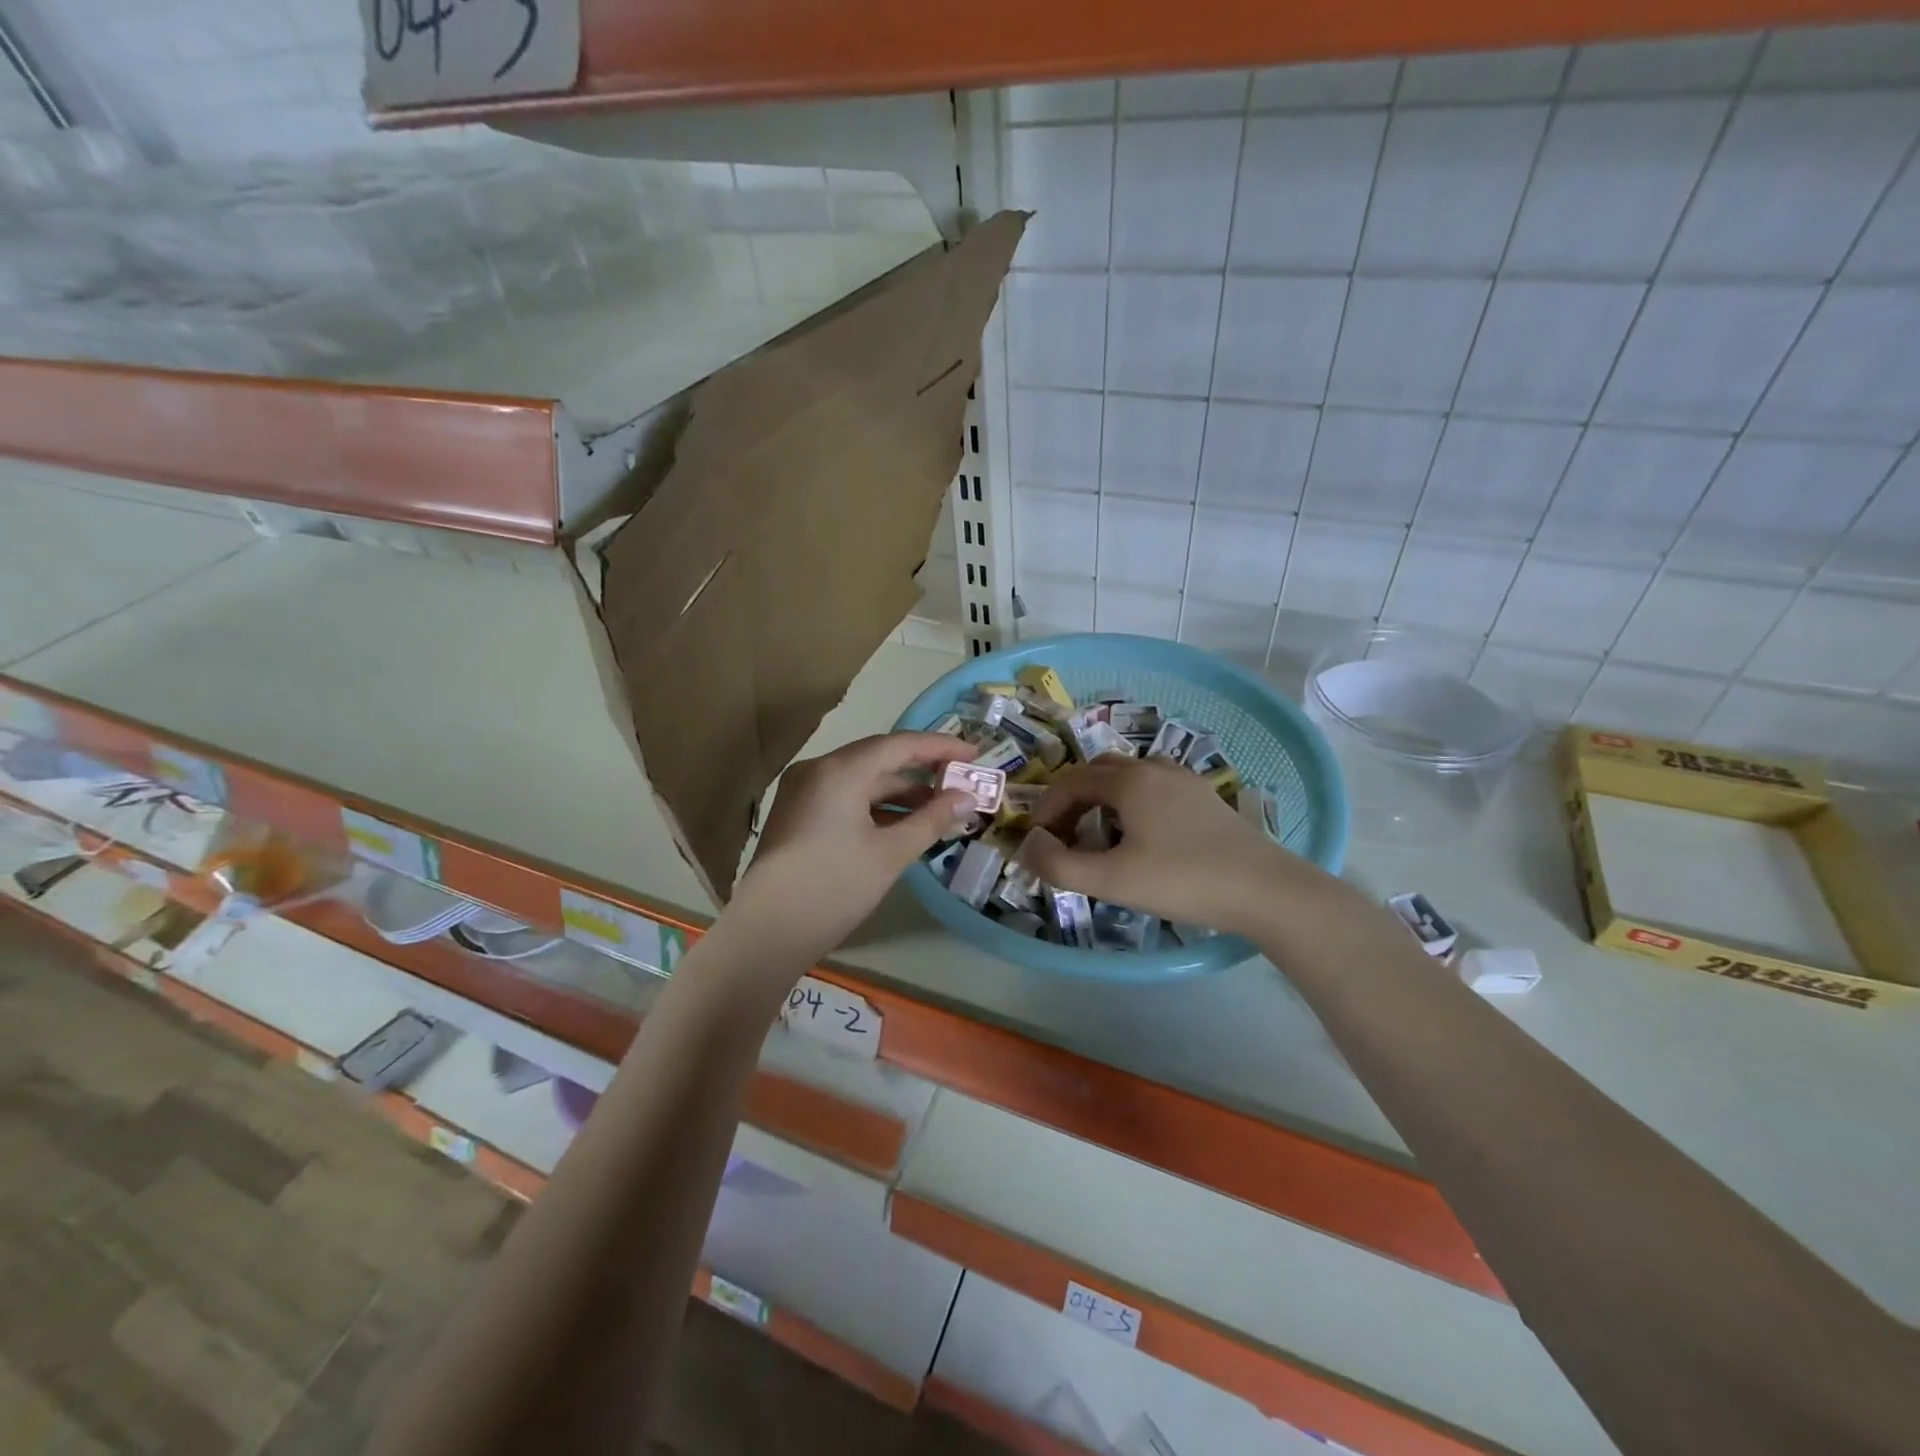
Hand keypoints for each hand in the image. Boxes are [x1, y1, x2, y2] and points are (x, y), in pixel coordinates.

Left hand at [729, 732, 975, 965]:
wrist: (767, 933)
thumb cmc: (834, 887)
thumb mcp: (890, 853)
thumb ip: (932, 820)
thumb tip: (967, 798)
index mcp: (840, 771)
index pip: (900, 745)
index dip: (940, 747)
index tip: (974, 754)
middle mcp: (818, 770)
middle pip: (879, 758)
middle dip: (922, 770)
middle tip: (960, 781)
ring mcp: (803, 792)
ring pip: (862, 780)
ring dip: (900, 792)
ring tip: (939, 808)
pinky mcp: (798, 815)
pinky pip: (846, 797)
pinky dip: (876, 806)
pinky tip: (903, 824)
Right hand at [1020, 757, 1321, 935]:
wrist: (1266, 890)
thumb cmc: (1183, 881)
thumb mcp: (1112, 880)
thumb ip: (1060, 865)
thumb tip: (1029, 847)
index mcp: (1130, 781)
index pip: (1071, 781)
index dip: (1047, 808)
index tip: (1037, 840)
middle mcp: (1155, 769)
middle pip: (1098, 772)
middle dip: (1072, 799)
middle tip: (1063, 835)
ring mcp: (1184, 781)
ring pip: (1129, 776)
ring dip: (1102, 798)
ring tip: (1097, 834)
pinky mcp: (1205, 799)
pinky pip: (1154, 787)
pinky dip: (1131, 802)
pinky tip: (1140, 834)